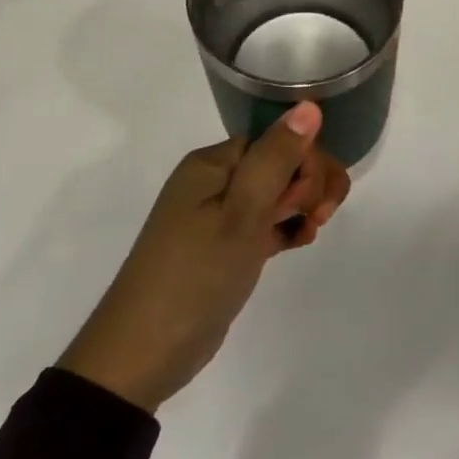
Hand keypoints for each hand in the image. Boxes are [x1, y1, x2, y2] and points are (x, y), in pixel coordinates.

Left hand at [59, 101, 350, 411]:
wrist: (145, 353)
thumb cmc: (196, 275)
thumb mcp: (242, 213)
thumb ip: (277, 158)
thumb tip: (309, 105)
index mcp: (212, 164)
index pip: (277, 141)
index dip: (306, 164)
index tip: (313, 201)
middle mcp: (214, 182)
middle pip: (281, 163)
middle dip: (310, 185)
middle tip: (314, 220)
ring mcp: (219, 216)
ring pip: (278, 193)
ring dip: (304, 206)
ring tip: (310, 233)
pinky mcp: (226, 247)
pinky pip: (268, 222)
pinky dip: (288, 228)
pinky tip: (301, 243)